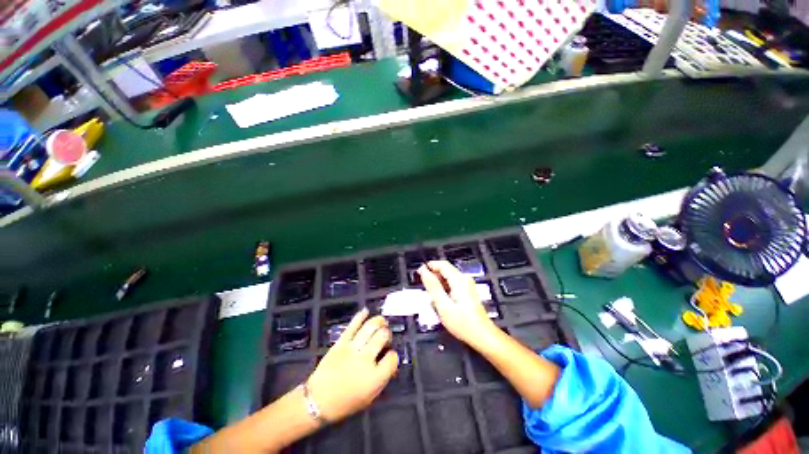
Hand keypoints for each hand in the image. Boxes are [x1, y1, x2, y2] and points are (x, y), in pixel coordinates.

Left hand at [306, 309, 397, 421]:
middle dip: (387, 334)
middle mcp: (365, 360)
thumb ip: (383, 378)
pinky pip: (352, 326)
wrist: (318, 400)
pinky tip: (366, 311)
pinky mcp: (340, 343)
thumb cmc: (346, 403)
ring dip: (379, 321)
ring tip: (382, 321)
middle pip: (382, 337)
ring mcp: (352, 349)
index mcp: (374, 377)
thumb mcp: (370, 397)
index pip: (392, 357)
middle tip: (385, 337)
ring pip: (370, 327)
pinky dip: (360, 316)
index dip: (393, 355)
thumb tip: (391, 361)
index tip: (389, 356)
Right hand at [418, 261, 497, 346]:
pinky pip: (452, 284)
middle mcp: (464, 279)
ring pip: (448, 277)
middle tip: (423, 287)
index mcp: (459, 280)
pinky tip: (440, 299)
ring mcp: (467, 285)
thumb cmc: (463, 323)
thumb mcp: (443, 305)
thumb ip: (432, 286)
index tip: (419, 273)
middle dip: (433, 275)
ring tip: (431, 295)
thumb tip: (423, 271)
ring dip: (438, 282)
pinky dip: (444, 288)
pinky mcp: (467, 292)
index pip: (442, 264)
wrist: (482, 336)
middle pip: (445, 270)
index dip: (429, 266)